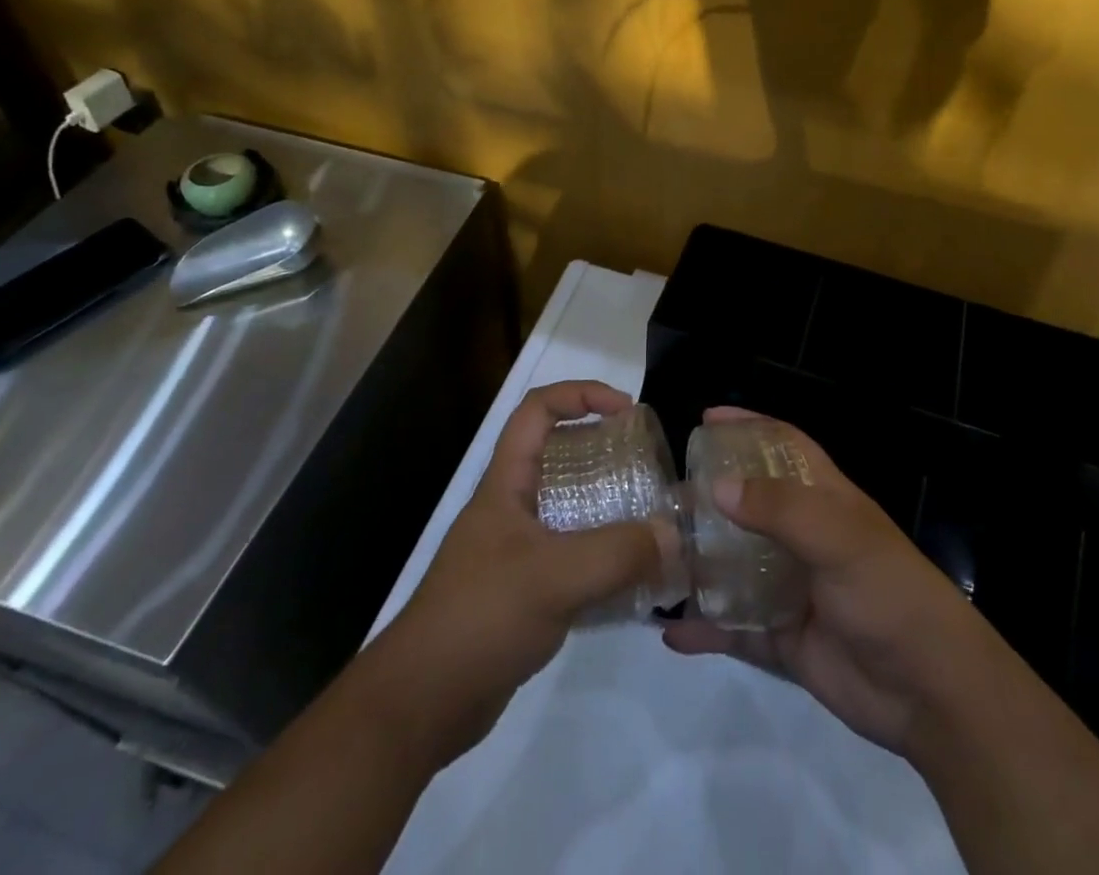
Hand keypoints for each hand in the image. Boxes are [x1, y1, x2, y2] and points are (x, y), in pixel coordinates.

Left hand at [368, 381, 662, 768]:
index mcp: (506, 483)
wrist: (423, 703)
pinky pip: (573, 555)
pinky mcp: (525, 590)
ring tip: (651, 518)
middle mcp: (511, 507)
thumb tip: (674, 535)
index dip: (581, 395)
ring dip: (609, 506)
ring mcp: (516, 549)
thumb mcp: (554, 577)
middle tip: (648, 465)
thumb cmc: (481, 617)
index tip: (626, 410)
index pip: (538, 409)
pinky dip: (603, 556)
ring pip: (569, 507)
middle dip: (604, 449)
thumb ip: (618, 553)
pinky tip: (635, 578)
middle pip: (559, 454)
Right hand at [662, 407, 998, 755]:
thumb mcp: (839, 536)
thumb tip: (717, 486)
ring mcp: (792, 588)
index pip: (784, 446)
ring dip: (700, 561)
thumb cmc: (888, 592)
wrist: (929, 690)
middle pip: (751, 505)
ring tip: (656, 555)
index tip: (706, 420)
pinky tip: (670, 631)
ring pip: (736, 566)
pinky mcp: (784, 638)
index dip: (750, 427)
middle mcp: (805, 537)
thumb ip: (780, 509)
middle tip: (665, 495)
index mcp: (825, 500)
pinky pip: (735, 628)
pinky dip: (706, 629)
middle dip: (711, 496)